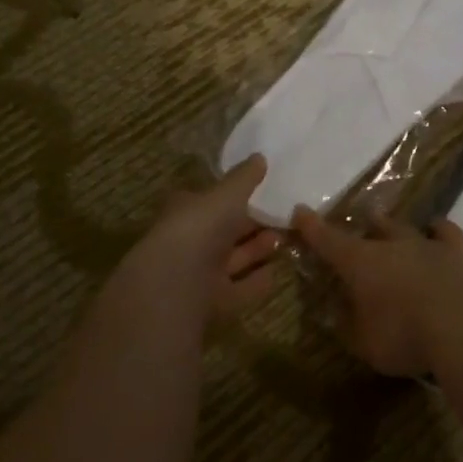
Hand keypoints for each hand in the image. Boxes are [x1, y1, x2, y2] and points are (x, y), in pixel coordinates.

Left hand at [146, 155, 280, 320]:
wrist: (176, 286)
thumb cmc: (199, 228)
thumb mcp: (226, 195)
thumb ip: (243, 178)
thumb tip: (260, 157)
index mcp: (185, 211)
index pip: (209, 199)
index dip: (232, 195)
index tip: (261, 190)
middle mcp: (189, 242)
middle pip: (224, 232)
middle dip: (251, 224)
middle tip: (283, 216)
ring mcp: (198, 275)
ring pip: (233, 259)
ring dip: (257, 250)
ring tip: (286, 239)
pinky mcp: (210, 304)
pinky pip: (238, 290)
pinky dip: (256, 282)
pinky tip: (277, 273)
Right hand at [292, 209, 462, 375]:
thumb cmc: (404, 334)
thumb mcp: (365, 343)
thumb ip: (350, 326)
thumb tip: (339, 314)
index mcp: (360, 263)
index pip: (329, 240)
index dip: (312, 227)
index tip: (300, 211)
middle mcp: (391, 245)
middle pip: (372, 228)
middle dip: (362, 225)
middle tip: (358, 224)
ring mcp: (427, 244)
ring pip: (405, 226)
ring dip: (395, 226)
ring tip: (389, 222)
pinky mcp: (459, 252)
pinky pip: (445, 232)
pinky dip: (438, 230)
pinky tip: (436, 229)